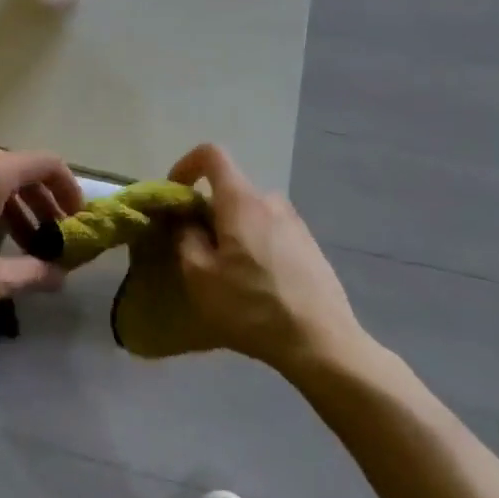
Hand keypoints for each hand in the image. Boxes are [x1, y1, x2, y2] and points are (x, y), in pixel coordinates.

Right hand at [168, 144, 365, 378]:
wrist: (322, 342)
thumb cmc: (252, 307)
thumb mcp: (200, 277)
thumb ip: (186, 238)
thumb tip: (188, 222)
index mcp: (241, 201)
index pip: (211, 155)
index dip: (186, 165)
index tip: (176, 195)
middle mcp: (271, 201)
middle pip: (230, 191)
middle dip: (209, 213)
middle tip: (200, 252)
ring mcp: (296, 223)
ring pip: (251, 215)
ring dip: (234, 233)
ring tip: (230, 275)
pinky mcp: (311, 246)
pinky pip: (272, 233)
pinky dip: (257, 246)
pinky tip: (259, 287)